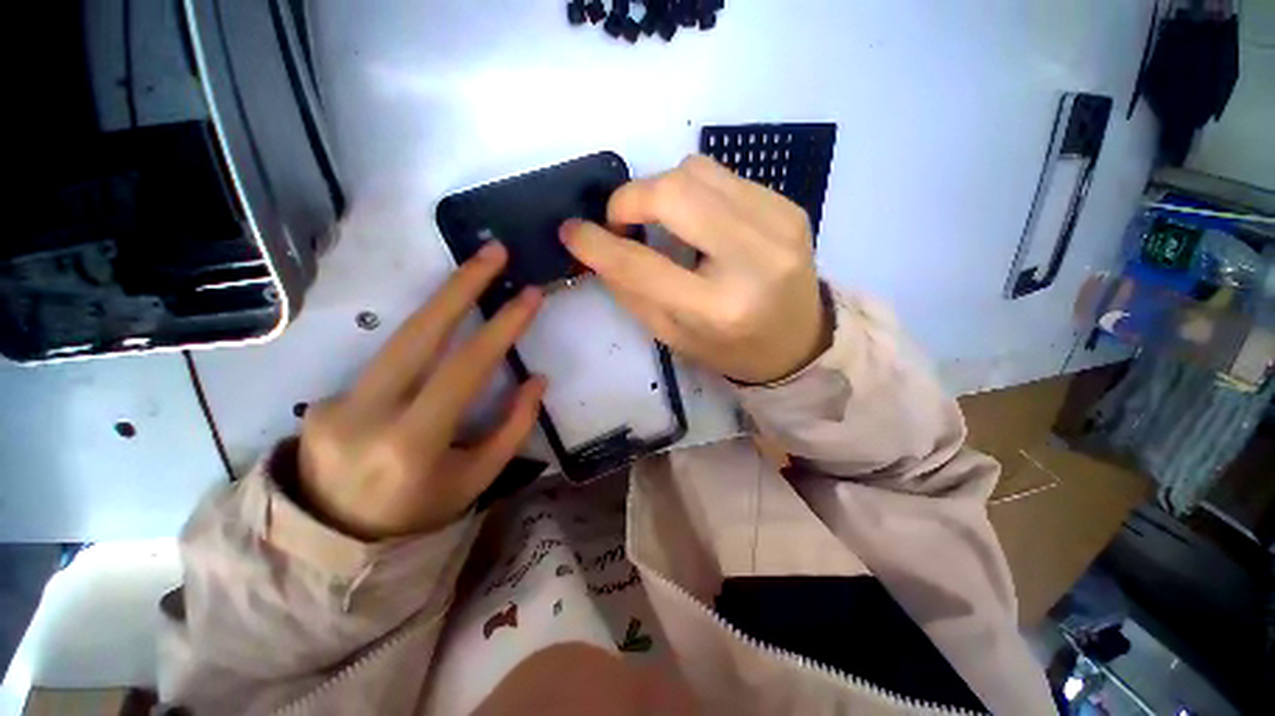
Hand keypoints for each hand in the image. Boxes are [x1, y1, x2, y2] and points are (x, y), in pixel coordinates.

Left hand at [296, 242, 545, 539]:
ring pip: (399, 339)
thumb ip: (512, 427)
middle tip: (492, 251)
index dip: (501, 328)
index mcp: (412, 445)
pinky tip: (433, 362)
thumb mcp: (477, 479)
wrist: (334, 541)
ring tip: (472, 279)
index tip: (528, 295)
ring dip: (442, 306)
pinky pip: (387, 365)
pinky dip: (420, 354)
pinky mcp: (324, 398)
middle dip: (459, 285)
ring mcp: (336, 403)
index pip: (464, 369)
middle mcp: (365, 415)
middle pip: (417, 332)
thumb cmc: (420, 513)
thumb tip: (536, 378)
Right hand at [560, 155, 827, 383]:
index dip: (599, 244)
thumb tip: (595, 245)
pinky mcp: (789, 207)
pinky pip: (722, 175)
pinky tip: (699, 222)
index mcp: (719, 309)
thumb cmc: (730, 348)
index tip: (572, 231)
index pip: (644, 266)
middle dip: (631, 199)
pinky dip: (695, 192)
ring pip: (696, 171)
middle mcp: (753, 260)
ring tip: (662, 223)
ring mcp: (778, 225)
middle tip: (621, 223)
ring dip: (662, 191)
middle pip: (674, 193)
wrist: (799, 340)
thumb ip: (632, 290)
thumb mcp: (673, 335)